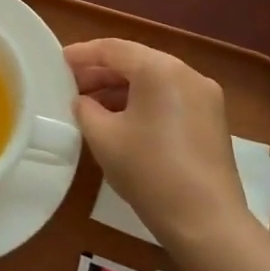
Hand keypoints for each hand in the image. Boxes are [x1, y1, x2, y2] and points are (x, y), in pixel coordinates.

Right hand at [64, 38, 248, 253]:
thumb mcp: (102, 136)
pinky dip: (142, 102)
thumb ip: (85, 108)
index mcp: (160, 70)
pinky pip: (169, 98)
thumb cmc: (148, 170)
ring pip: (153, 80)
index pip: (113, 49)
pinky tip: (120, 120)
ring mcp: (205, 98)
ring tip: (90, 105)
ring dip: (121, 88)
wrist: (205, 221)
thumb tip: (83, 101)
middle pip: (136, 61)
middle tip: (70, 86)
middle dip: (101, 72)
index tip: (58, 62)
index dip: (82, 54)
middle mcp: (187, 74)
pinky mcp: (211, 120)